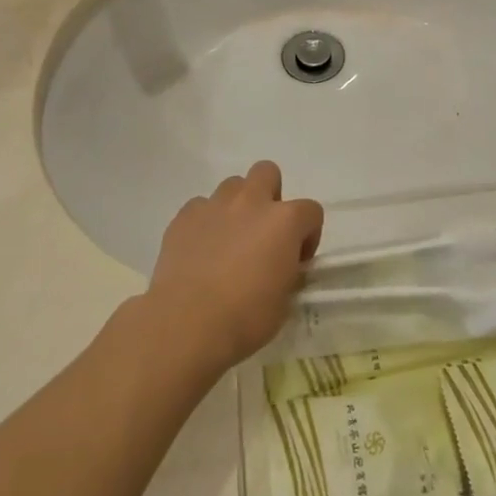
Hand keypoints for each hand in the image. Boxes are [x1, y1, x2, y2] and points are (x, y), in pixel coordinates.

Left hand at [145, 161, 322, 378]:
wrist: (186, 323)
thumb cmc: (245, 317)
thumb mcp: (284, 301)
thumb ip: (287, 272)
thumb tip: (280, 266)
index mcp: (285, 221)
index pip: (311, 211)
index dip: (308, 235)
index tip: (297, 261)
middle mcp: (252, 202)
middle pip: (267, 172)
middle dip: (270, 195)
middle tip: (263, 232)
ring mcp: (215, 205)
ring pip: (232, 186)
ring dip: (237, 206)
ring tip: (229, 241)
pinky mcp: (184, 216)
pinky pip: (200, 206)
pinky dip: (205, 222)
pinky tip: (201, 250)